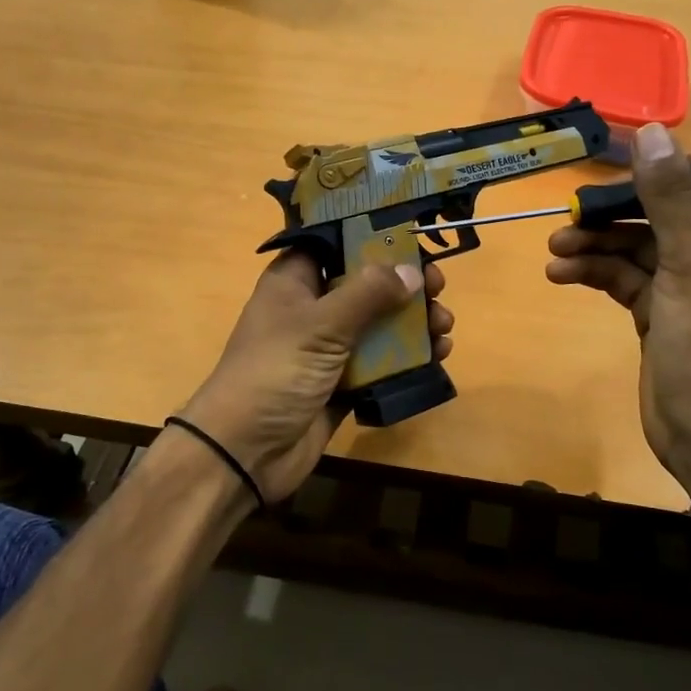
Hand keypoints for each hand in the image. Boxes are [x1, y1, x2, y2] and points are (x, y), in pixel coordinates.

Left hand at [176, 254, 453, 504]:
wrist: (246, 452)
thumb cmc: (275, 372)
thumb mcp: (321, 325)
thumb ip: (368, 294)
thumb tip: (411, 270)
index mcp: (295, 281)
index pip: (337, 243)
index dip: (374, 238)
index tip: (414, 239)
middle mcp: (313, 308)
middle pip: (366, 284)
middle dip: (405, 285)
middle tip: (438, 288)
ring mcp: (328, 347)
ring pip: (379, 324)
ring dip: (414, 324)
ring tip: (444, 327)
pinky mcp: (343, 382)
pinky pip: (382, 362)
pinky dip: (409, 358)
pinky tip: (438, 355)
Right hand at [544, 124, 690, 497]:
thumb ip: (670, 195)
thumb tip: (652, 133)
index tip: (674, 162)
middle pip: (682, 208)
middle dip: (630, 205)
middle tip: (583, 206)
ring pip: (646, 244)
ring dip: (602, 241)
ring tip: (557, 244)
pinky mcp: (663, 313)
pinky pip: (628, 278)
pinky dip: (597, 272)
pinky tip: (560, 273)